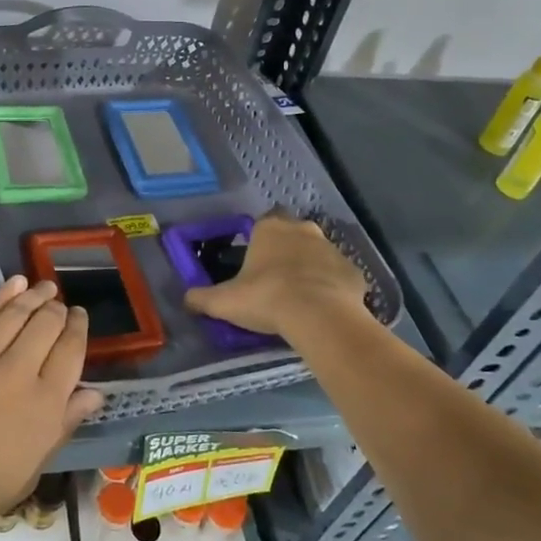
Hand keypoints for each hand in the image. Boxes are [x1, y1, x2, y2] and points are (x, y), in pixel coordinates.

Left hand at [0, 277, 103, 539]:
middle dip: (58, 310)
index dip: (79, 329)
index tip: (79, 317)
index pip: (72, 352)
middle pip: (47, 325)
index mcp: (46, 404)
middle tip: (60, 304)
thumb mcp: (30, 471)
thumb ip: (62, 426)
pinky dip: (2, 297)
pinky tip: (14, 284)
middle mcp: (21, 371)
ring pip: (17, 314)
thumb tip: (93, 394)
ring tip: (45, 287)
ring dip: (35, 296)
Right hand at [184, 214, 368, 340]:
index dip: (258, 242)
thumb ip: (202, 298)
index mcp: (270, 228)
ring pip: (317, 255)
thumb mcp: (224, 301)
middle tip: (275, 281)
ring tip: (299, 299)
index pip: (263, 224)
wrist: (320, 316)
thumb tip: (186, 300)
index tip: (254, 264)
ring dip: (309, 270)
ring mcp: (332, 249)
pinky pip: (338, 277)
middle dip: (285, 252)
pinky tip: (323, 309)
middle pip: (292, 235)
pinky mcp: (354, 271)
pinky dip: (331, 288)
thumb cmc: (267, 298)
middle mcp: (303, 230)